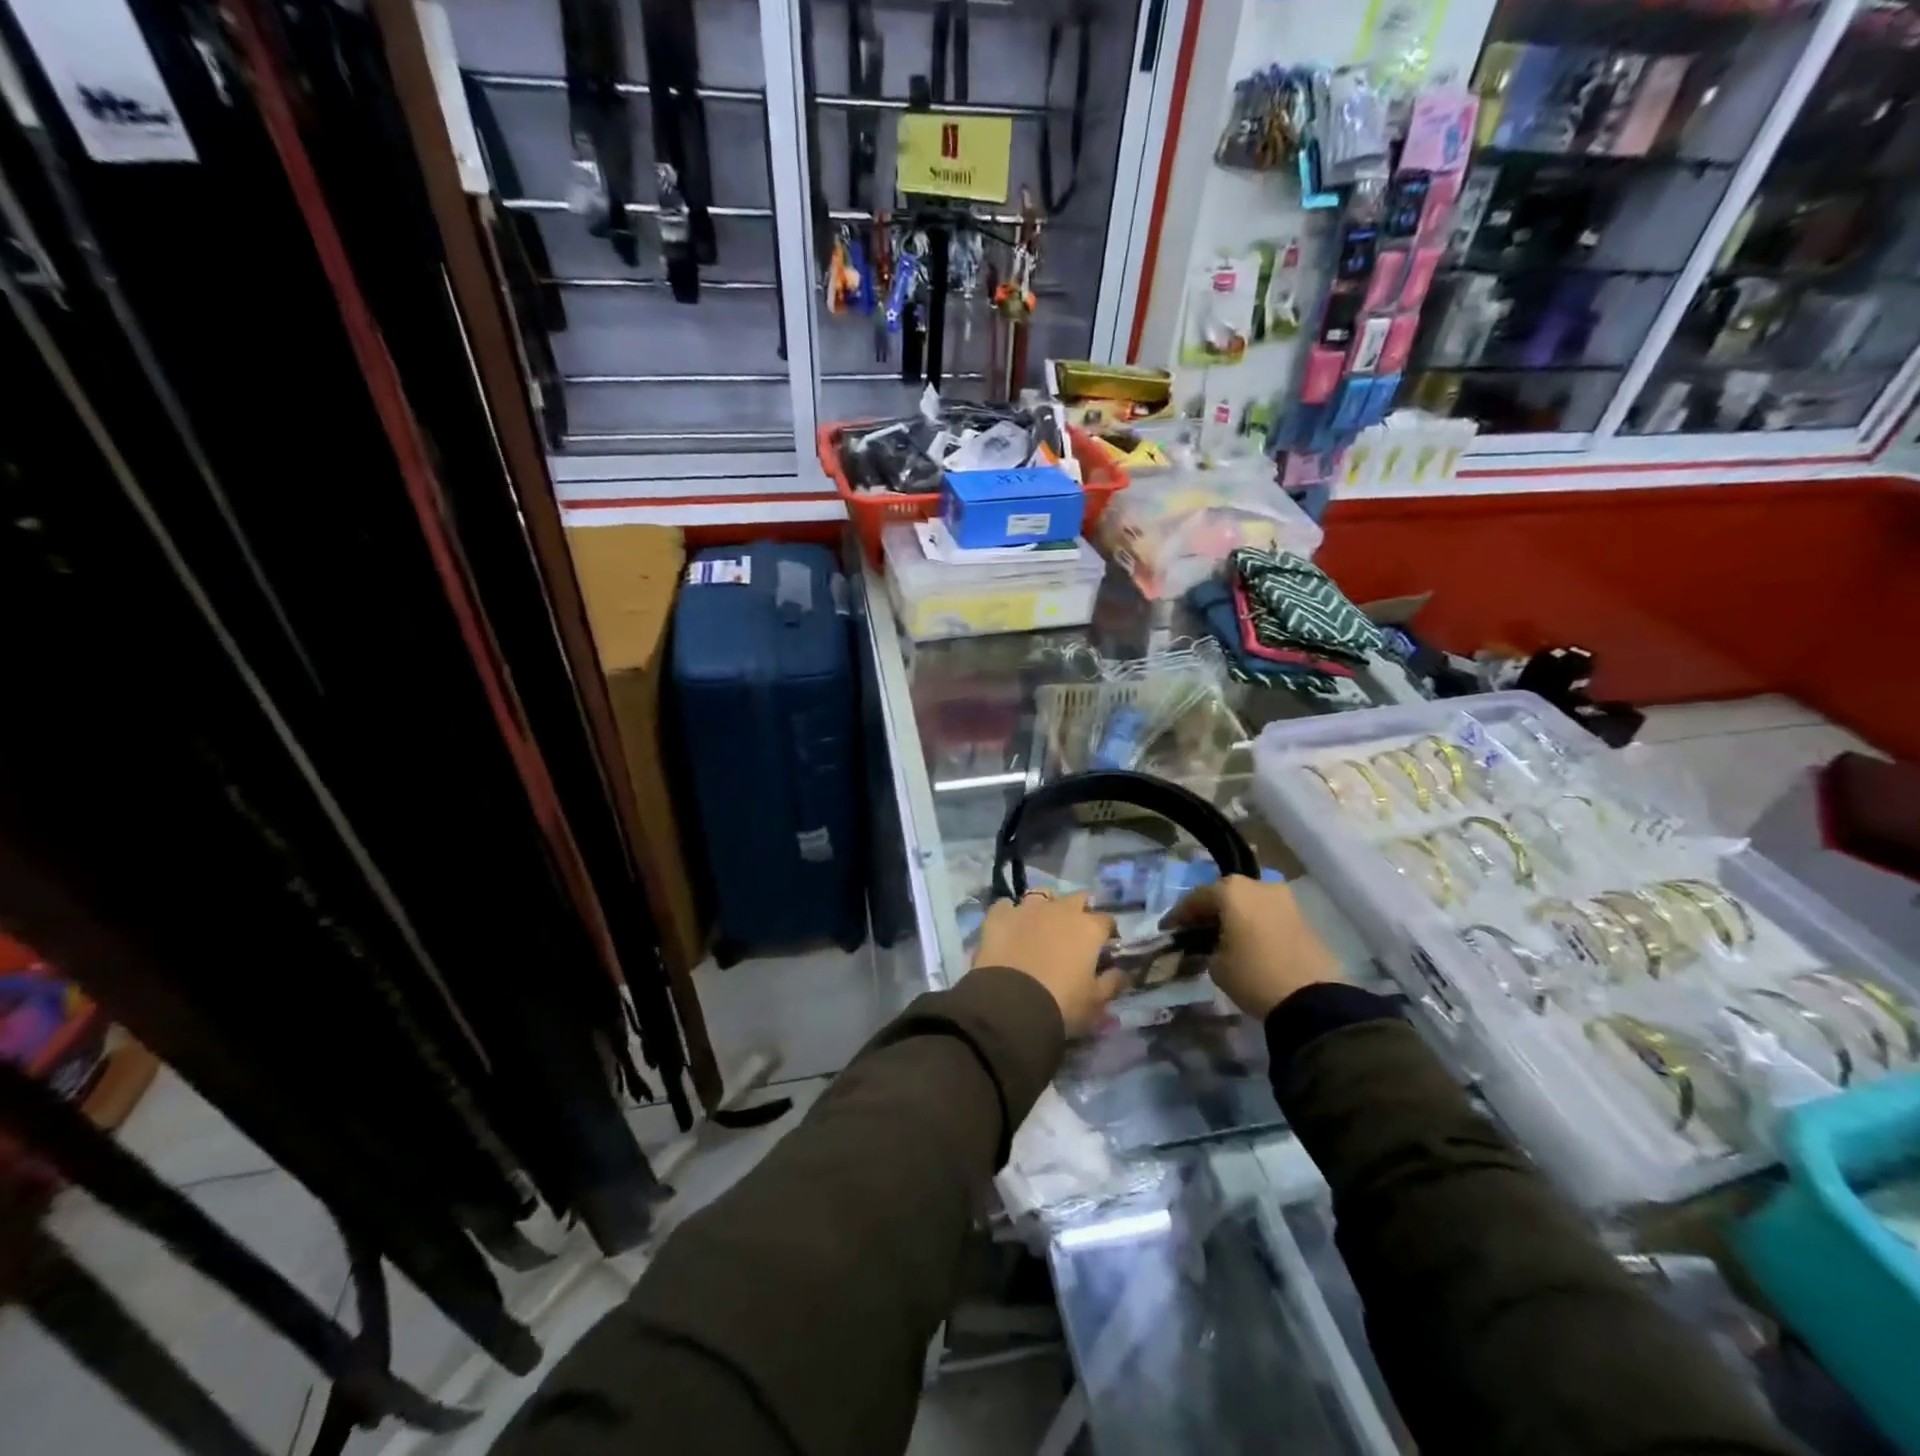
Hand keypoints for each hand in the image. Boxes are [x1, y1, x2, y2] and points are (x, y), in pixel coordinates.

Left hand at [973, 890, 1123, 1036]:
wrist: (1010, 1005)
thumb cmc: (1061, 1003)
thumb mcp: (1096, 1002)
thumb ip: (1113, 983)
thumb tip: (1124, 973)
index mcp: (1088, 927)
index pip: (1107, 920)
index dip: (1107, 933)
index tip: (1104, 947)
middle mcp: (1060, 909)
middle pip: (1077, 898)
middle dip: (1079, 910)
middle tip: (1074, 932)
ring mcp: (1027, 908)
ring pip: (1041, 895)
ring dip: (1045, 906)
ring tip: (1041, 925)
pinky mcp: (999, 915)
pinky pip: (1006, 906)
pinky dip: (1010, 914)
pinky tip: (1010, 927)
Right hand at [1161, 876, 1341, 1019]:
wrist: (1312, 1000)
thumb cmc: (1254, 975)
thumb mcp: (1216, 965)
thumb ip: (1206, 947)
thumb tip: (1211, 944)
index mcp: (1232, 890)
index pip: (1196, 898)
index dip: (1179, 915)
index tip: (1168, 930)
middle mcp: (1259, 885)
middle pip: (1224, 894)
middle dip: (1208, 911)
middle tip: (1194, 930)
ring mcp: (1284, 899)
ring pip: (1249, 902)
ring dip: (1233, 916)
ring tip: (1221, 937)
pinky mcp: (1302, 916)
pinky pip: (1267, 914)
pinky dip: (1254, 923)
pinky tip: (1246, 941)